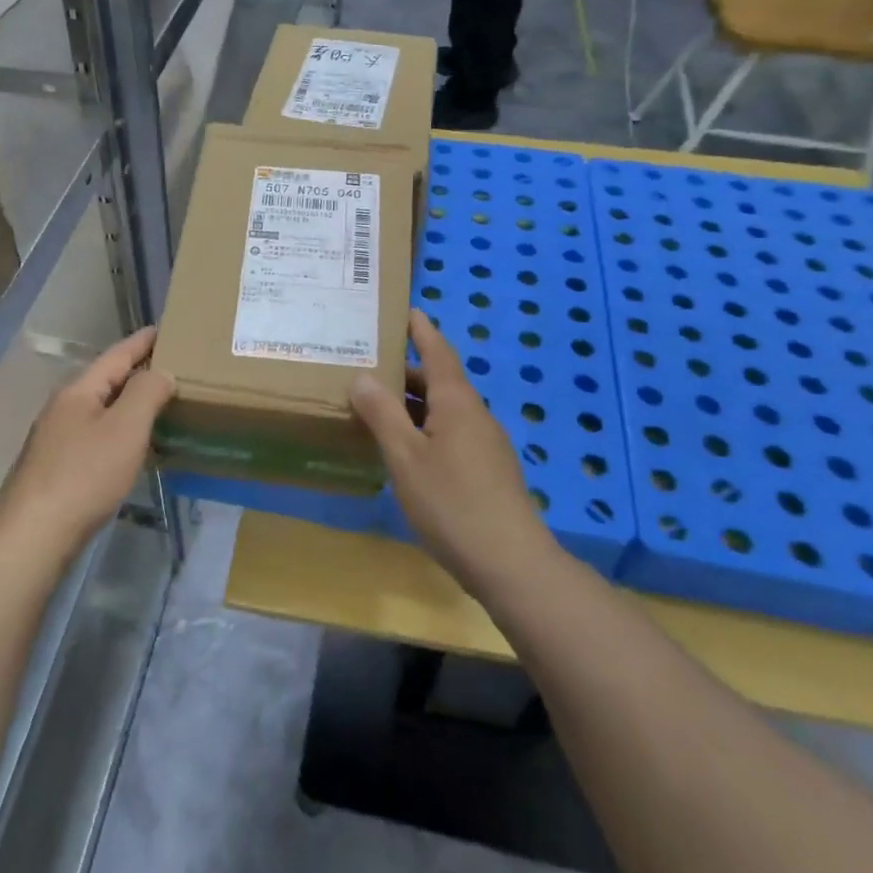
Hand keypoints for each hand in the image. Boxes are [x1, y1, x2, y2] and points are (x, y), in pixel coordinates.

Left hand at [0, 327, 174, 557]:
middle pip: (105, 380)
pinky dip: (117, 431)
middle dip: (136, 371)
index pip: (116, 355)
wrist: (32, 535)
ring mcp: (54, 438)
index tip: (163, 328)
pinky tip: (130, 447)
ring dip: (127, 403)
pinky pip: (94, 435)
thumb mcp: (125, 428)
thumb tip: (161, 372)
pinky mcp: (55, 467)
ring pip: (99, 409)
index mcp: (78, 390)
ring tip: (157, 403)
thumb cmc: (84, 475)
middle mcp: (62, 407)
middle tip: (170, 366)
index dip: (142, 342)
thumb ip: (147, 392)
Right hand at [350, 310, 552, 594]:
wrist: (510, 563)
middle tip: (369, 364)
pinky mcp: (487, 471)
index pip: (438, 353)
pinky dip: (424, 427)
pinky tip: (404, 448)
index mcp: (457, 403)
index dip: (422, 331)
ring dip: (413, 403)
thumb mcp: (405, 457)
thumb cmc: (452, 502)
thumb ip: (383, 415)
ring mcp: (485, 445)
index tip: (407, 309)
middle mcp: (475, 415)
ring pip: (444, 410)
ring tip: (377, 404)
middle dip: (407, 371)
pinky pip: (450, 433)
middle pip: (440, 381)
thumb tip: (362, 377)